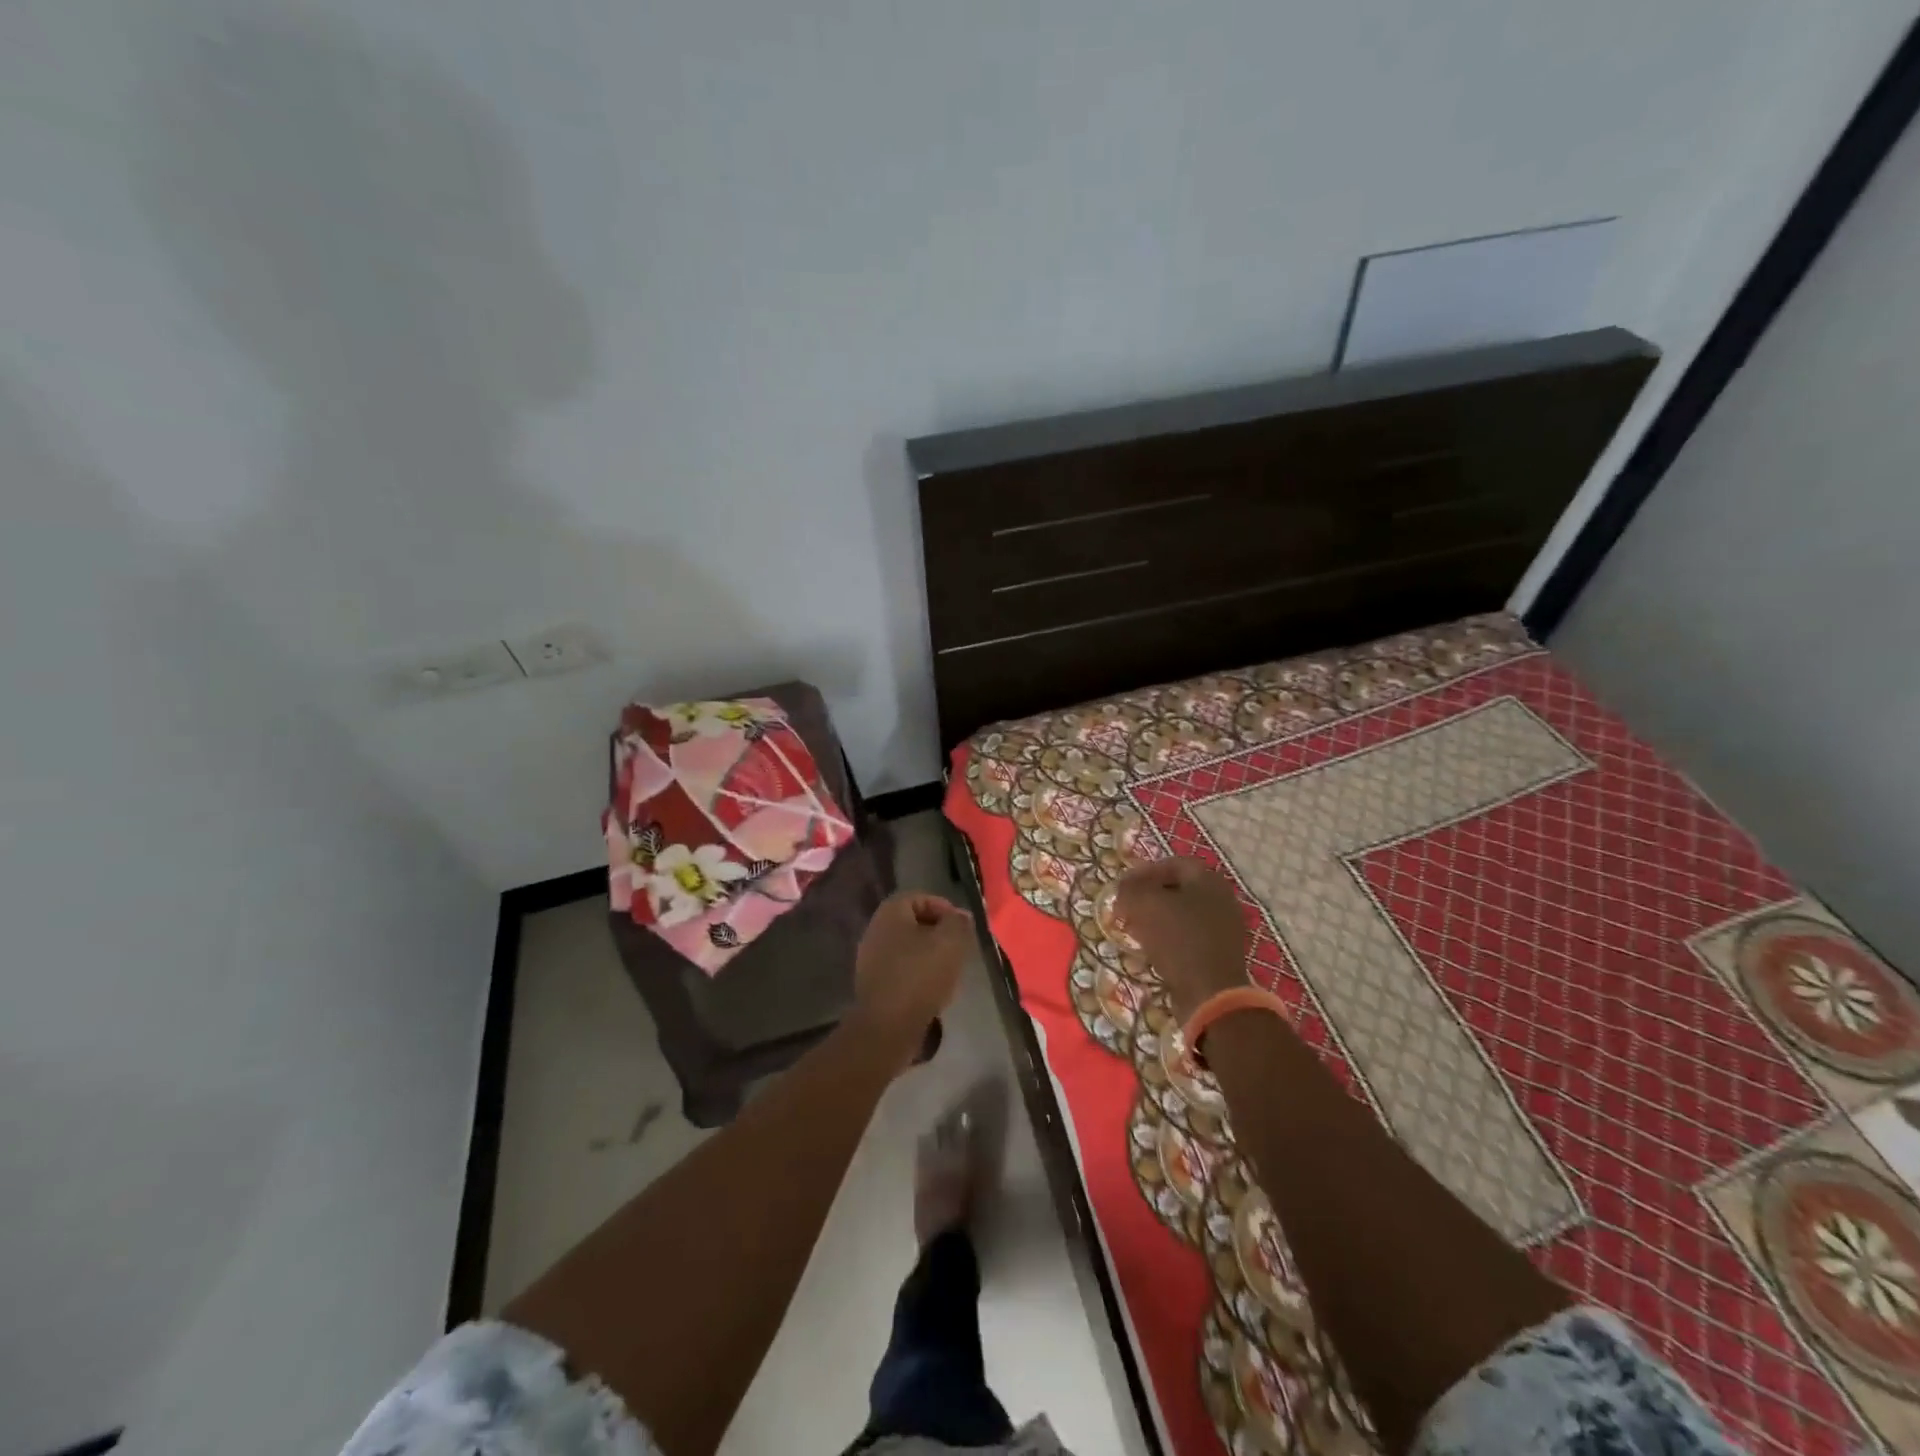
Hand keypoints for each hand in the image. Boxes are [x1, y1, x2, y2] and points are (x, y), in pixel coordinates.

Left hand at [853, 892, 972, 1057]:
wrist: (887, 1027)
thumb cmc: (920, 976)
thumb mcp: (950, 943)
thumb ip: (959, 923)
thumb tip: (960, 916)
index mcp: (890, 913)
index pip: (919, 898)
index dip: (943, 908)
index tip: (962, 927)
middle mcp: (875, 931)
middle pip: (913, 924)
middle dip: (938, 934)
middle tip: (958, 949)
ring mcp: (870, 959)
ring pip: (908, 949)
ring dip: (930, 956)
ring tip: (950, 972)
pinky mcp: (873, 985)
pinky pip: (901, 970)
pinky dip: (918, 975)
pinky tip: (934, 991)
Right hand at [1114, 857, 1248, 1021]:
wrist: (1211, 992)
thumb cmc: (1178, 938)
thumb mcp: (1145, 905)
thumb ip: (1130, 889)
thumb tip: (1123, 888)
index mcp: (1208, 879)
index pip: (1172, 864)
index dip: (1144, 872)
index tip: (1123, 886)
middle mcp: (1221, 899)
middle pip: (1178, 889)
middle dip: (1149, 896)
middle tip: (1126, 907)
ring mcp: (1224, 929)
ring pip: (1183, 914)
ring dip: (1157, 919)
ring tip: (1135, 929)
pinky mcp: (1220, 955)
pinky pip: (1189, 938)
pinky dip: (1168, 939)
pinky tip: (1152, 950)